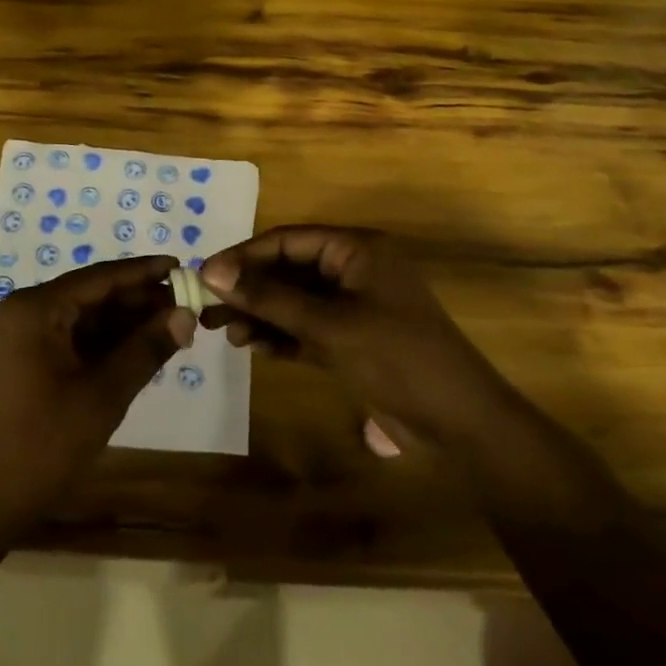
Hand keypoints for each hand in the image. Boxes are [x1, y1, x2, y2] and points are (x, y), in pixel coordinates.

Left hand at [0, 255, 194, 534]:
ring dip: (123, 323)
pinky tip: (139, 348)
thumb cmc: (43, 444)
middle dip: (137, 301)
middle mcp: (23, 310)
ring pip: (82, 317)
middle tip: (185, 304)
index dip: (143, 272)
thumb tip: (186, 314)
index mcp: (34, 309)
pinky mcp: (22, 358)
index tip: (182, 265)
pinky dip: (103, 342)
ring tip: (171, 326)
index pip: (99, 277)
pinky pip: (70, 337)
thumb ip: (145, 349)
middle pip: (90, 294)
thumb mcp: (103, 395)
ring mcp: (20, 335)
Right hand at [199, 227, 518, 450]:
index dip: (244, 256)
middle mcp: (352, 271)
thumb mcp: (329, 325)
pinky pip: (307, 328)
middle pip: (287, 271)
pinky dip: (282, 336)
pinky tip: (255, 348)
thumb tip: (211, 272)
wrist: (461, 424)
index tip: (204, 276)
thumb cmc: (397, 357)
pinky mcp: (353, 340)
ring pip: (294, 302)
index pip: (287, 241)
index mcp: (356, 250)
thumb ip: (269, 297)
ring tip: (226, 333)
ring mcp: (353, 307)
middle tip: (207, 310)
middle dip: (249, 291)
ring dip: (261, 315)